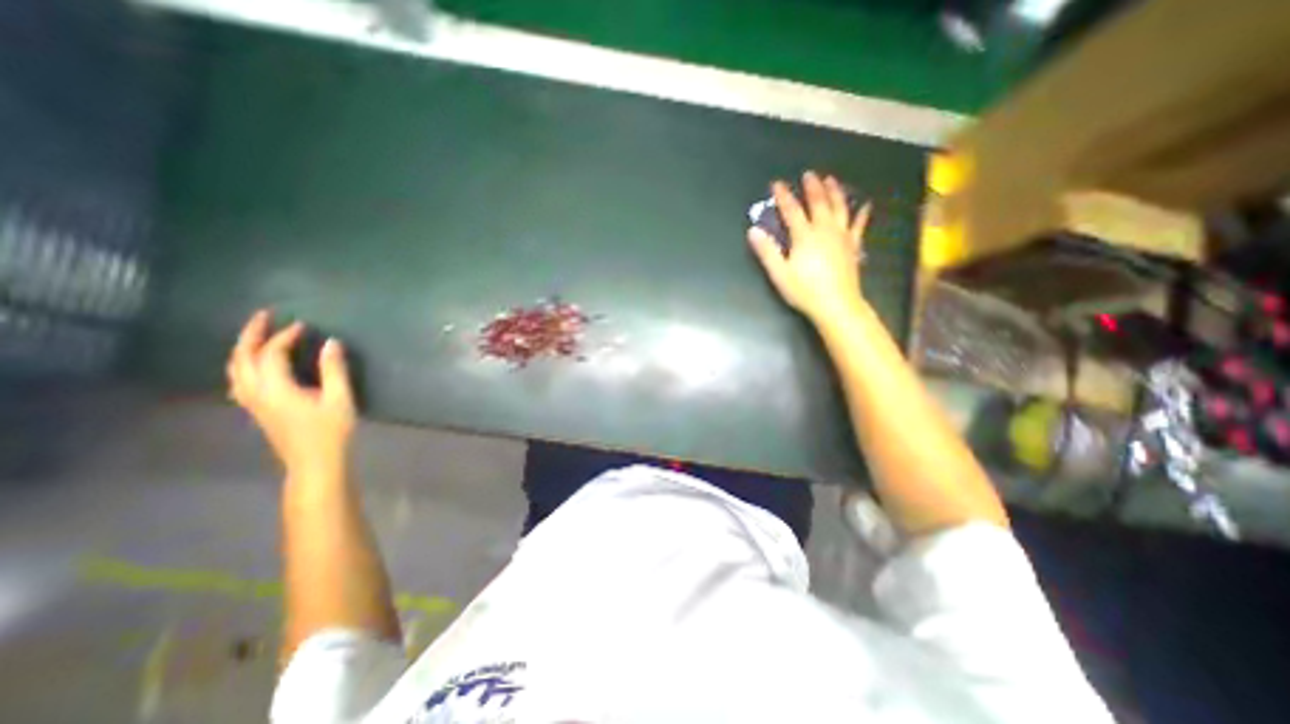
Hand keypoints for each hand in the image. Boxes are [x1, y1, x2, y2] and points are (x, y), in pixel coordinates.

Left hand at [227, 309, 353, 477]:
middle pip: (242, 358)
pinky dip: (244, 365)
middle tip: (264, 316)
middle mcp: (256, 392)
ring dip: (244, 348)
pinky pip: (240, 381)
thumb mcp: (340, 399)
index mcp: (276, 388)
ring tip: (258, 336)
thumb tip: (331, 342)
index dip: (286, 336)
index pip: (272, 354)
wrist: (315, 462)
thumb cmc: (331, 431)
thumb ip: (334, 369)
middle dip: (251, 335)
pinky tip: (255, 367)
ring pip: (235, 369)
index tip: (303, 325)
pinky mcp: (257, 410)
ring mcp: (252, 403)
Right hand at [751, 171, 869, 322]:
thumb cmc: (805, 291)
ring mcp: (842, 237)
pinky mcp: (853, 247)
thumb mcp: (779, 273)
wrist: (837, 305)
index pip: (792, 210)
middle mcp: (825, 230)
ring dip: (835, 192)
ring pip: (840, 208)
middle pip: (819, 203)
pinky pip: (859, 225)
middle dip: (812, 187)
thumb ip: (766, 251)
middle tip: (809, 174)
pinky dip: (861, 214)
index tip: (777, 183)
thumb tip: (753, 231)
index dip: (783, 196)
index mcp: (805, 236)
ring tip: (831, 180)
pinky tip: (865, 205)